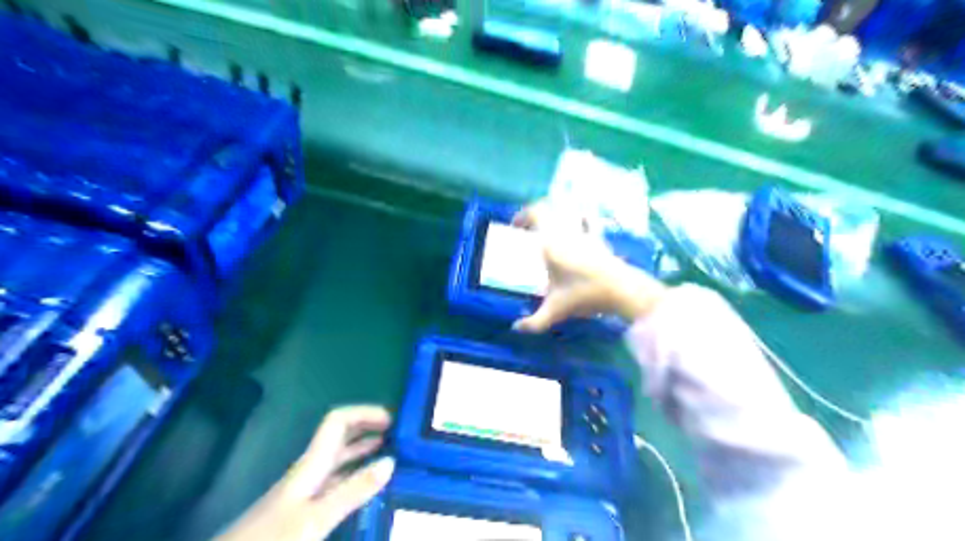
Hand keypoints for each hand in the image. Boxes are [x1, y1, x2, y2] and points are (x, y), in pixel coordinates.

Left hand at [217, 405, 394, 540]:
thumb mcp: (316, 518)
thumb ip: (353, 490)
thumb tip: (391, 461)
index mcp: (312, 463)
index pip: (338, 420)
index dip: (365, 413)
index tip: (393, 421)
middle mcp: (311, 469)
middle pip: (341, 436)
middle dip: (369, 428)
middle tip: (399, 435)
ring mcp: (307, 489)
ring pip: (340, 459)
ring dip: (365, 451)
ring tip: (393, 455)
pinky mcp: (304, 508)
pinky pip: (337, 481)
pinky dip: (356, 476)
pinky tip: (369, 488)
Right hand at [511, 202, 662, 330]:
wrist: (621, 290)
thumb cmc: (584, 295)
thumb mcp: (556, 311)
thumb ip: (534, 322)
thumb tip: (516, 328)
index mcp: (551, 243)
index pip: (535, 213)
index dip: (522, 215)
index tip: (515, 226)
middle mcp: (566, 233)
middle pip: (548, 209)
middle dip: (535, 214)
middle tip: (528, 228)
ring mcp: (584, 234)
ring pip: (566, 214)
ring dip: (555, 216)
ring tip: (548, 229)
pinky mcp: (599, 239)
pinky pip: (588, 222)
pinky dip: (580, 219)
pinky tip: (578, 224)